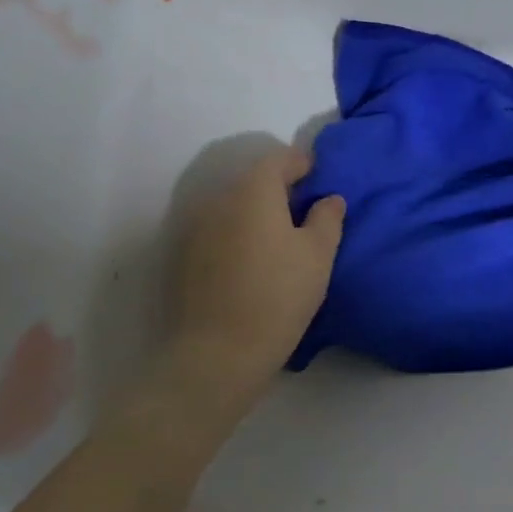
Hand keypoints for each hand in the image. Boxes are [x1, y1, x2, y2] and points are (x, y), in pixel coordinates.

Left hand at [164, 144, 345, 382]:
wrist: (217, 353)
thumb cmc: (278, 296)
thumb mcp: (318, 256)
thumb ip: (327, 218)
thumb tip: (329, 198)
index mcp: (253, 191)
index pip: (278, 159)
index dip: (301, 162)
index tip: (318, 176)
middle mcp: (218, 199)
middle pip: (252, 181)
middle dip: (279, 188)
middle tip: (305, 208)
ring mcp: (195, 228)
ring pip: (233, 207)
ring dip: (256, 212)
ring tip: (280, 238)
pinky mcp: (183, 257)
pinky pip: (218, 231)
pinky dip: (237, 234)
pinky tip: (253, 261)